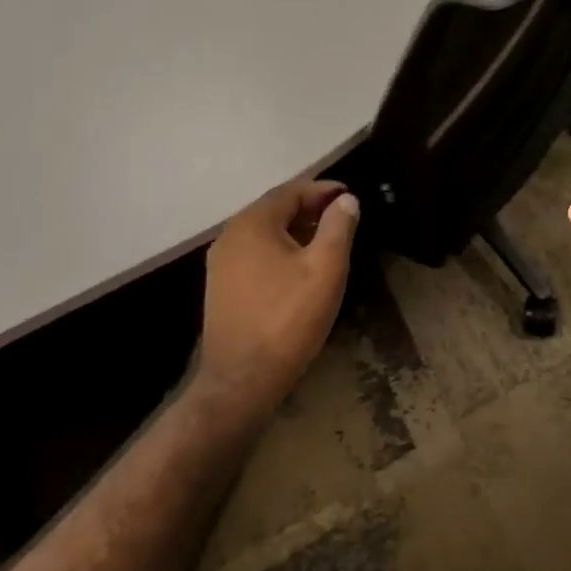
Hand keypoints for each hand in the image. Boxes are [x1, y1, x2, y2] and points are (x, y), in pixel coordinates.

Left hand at [197, 179, 359, 413]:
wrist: (242, 381)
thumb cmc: (289, 318)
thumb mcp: (326, 267)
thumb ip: (338, 226)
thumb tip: (346, 200)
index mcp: (252, 224)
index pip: (291, 191)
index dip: (323, 190)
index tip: (349, 195)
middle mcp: (230, 236)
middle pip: (275, 209)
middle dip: (309, 208)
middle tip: (341, 216)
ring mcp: (221, 263)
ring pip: (264, 232)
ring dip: (295, 229)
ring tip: (326, 239)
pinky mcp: (221, 287)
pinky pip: (254, 253)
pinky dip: (279, 248)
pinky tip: (298, 266)